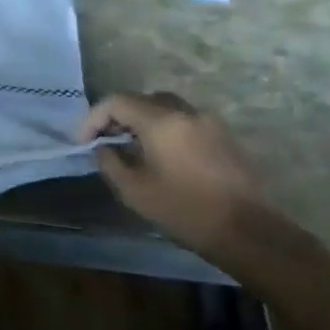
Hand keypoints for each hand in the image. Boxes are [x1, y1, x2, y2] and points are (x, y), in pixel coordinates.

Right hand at [78, 92, 270, 258]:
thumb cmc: (183, 209)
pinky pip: (185, 121)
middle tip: (105, 140)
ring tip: (131, 148)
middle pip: (144, 99)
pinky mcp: (224, 137)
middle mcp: (187, 112)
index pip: (118, 102)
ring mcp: (210, 122)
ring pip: (166, 108)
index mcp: (162, 121)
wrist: (245, 230)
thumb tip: (104, 147)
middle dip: (119, 116)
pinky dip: (165, 129)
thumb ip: (110, 161)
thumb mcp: (133, 190)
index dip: (94, 118)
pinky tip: (160, 156)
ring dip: (143, 121)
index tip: (84, 142)